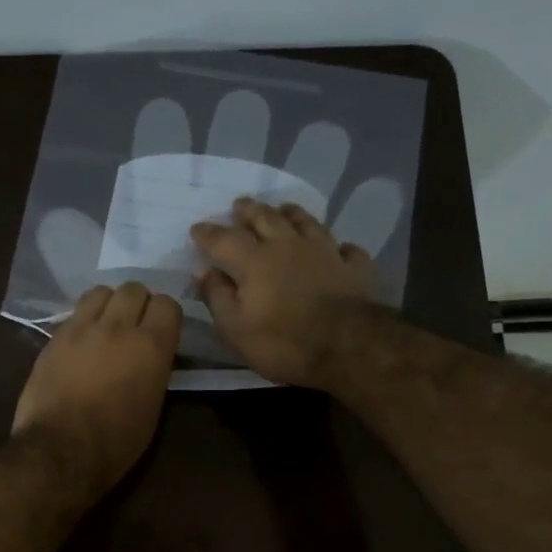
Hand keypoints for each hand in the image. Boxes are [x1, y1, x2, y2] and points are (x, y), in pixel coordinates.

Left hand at [12, 282, 182, 499]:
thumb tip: (151, 356)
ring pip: (101, 292)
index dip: (166, 316)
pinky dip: (84, 320)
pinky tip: (82, 341)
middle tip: (135, 325)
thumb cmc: (116, 441)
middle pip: (134, 288)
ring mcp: (82, 328)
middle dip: (138, 303)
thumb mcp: (153, 406)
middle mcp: (118, 327)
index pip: (168, 304)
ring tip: (106, 325)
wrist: (60, 449)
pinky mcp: (54, 337)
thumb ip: (155, 369)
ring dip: (108, 304)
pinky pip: (75, 312)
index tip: (163, 331)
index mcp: (151, 346)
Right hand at [190, 198, 377, 387]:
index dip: (208, 233)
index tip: (197, 228)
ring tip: (285, 209)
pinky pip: (347, 250)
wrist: (347, 347)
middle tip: (240, 204)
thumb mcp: (236, 329)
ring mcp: (325, 253)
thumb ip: (217, 297)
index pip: (225, 239)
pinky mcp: (354, 268)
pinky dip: (340, 247)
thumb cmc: (283, 341)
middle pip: (267, 218)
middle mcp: (289, 246)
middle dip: (250, 210)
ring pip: (307, 223)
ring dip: (293, 214)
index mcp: (255, 261)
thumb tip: (204, 272)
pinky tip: (339, 248)